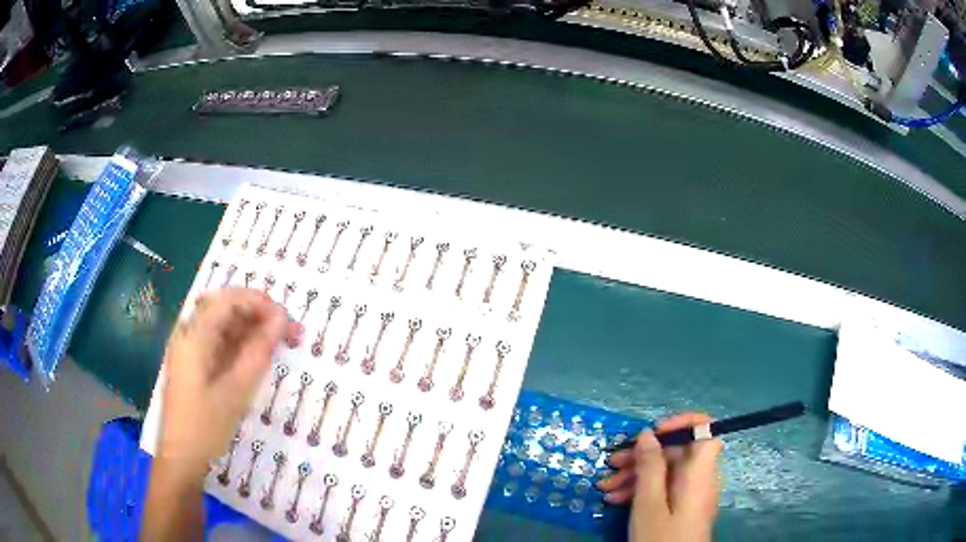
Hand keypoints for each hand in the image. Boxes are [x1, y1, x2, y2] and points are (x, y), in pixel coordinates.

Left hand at [157, 288, 301, 478]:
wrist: (182, 458)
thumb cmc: (206, 426)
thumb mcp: (237, 390)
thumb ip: (258, 351)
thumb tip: (281, 319)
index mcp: (194, 335)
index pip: (228, 300)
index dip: (260, 302)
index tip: (287, 318)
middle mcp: (189, 334)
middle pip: (226, 308)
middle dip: (258, 314)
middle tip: (289, 332)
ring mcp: (190, 349)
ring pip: (224, 325)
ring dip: (252, 329)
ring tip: (280, 344)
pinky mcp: (194, 364)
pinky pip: (220, 343)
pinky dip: (241, 345)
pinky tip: (258, 357)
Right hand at [598, 413, 722, 541]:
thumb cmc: (661, 538)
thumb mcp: (649, 504)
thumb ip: (650, 467)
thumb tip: (648, 434)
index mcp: (699, 472)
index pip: (705, 430)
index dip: (681, 424)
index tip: (652, 434)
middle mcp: (699, 477)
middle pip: (677, 452)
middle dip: (643, 455)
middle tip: (612, 464)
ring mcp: (690, 493)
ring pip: (666, 471)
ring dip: (636, 475)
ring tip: (606, 488)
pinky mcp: (681, 506)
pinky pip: (664, 488)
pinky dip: (642, 490)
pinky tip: (617, 499)